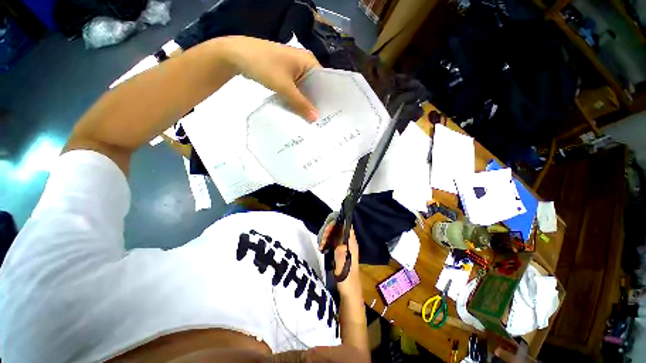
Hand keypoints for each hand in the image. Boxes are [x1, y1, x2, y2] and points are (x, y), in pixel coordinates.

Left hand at [218, 36, 320, 121]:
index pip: (324, 82)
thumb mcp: (284, 87)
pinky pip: (296, 89)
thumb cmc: (263, 65)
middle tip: (322, 121)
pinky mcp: (286, 74)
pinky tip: (299, 112)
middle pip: (315, 86)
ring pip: (305, 89)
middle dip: (316, 102)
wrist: (236, 55)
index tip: (330, 115)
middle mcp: (304, 63)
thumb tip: (316, 119)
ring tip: (312, 120)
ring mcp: (294, 69)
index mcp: (309, 61)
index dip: (326, 99)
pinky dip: (297, 99)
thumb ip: (301, 104)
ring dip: (306, 102)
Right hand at [319, 223, 361, 298]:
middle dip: (329, 230)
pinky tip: (322, 248)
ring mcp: (345, 247)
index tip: (327, 228)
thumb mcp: (343, 268)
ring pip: (335, 234)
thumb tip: (339, 239)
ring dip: (327, 236)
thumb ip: (341, 253)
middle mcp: (349, 243)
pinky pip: (333, 241)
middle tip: (322, 240)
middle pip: (339, 229)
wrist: (349, 294)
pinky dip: (327, 242)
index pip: (347, 227)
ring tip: (321, 245)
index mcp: (352, 245)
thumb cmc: (347, 281)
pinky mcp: (340, 251)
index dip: (338, 224)